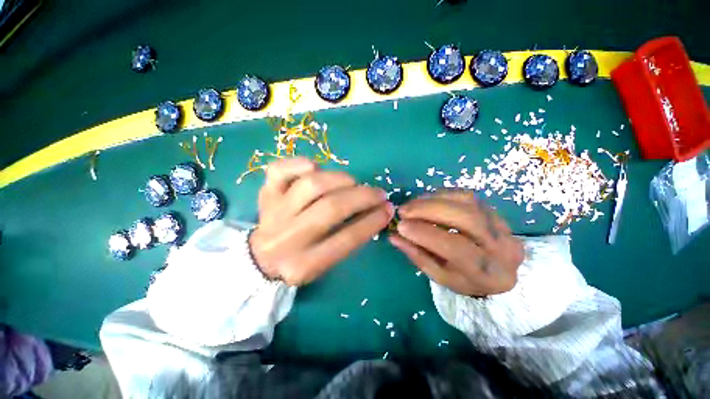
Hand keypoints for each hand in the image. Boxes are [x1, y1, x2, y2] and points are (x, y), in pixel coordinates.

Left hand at [250, 157, 393, 285]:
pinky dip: (301, 164)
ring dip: (340, 180)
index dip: (372, 221)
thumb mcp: (326, 262)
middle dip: (362, 197)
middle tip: (378, 193)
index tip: (388, 209)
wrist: (261, 257)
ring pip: (312, 185)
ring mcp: (274, 212)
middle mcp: (287, 238)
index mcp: (304, 265)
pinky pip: (280, 170)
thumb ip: (349, 239)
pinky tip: (315, 168)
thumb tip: (376, 211)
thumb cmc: (301, 260)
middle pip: (331, 208)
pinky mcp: (265, 192)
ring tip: (351, 183)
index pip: (346, 239)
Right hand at [389, 190, 523, 296]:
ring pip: (467, 202)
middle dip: (429, 210)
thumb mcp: (440, 276)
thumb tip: (394, 236)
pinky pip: (467, 196)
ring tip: (411, 205)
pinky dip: (442, 195)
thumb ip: (417, 255)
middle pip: (467, 218)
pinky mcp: (496, 211)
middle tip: (404, 210)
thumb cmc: (465, 279)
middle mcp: (503, 247)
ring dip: (433, 200)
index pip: (457, 249)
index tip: (401, 226)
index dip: (426, 234)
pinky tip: (426, 200)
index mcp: (488, 273)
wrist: (497, 271)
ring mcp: (503, 225)